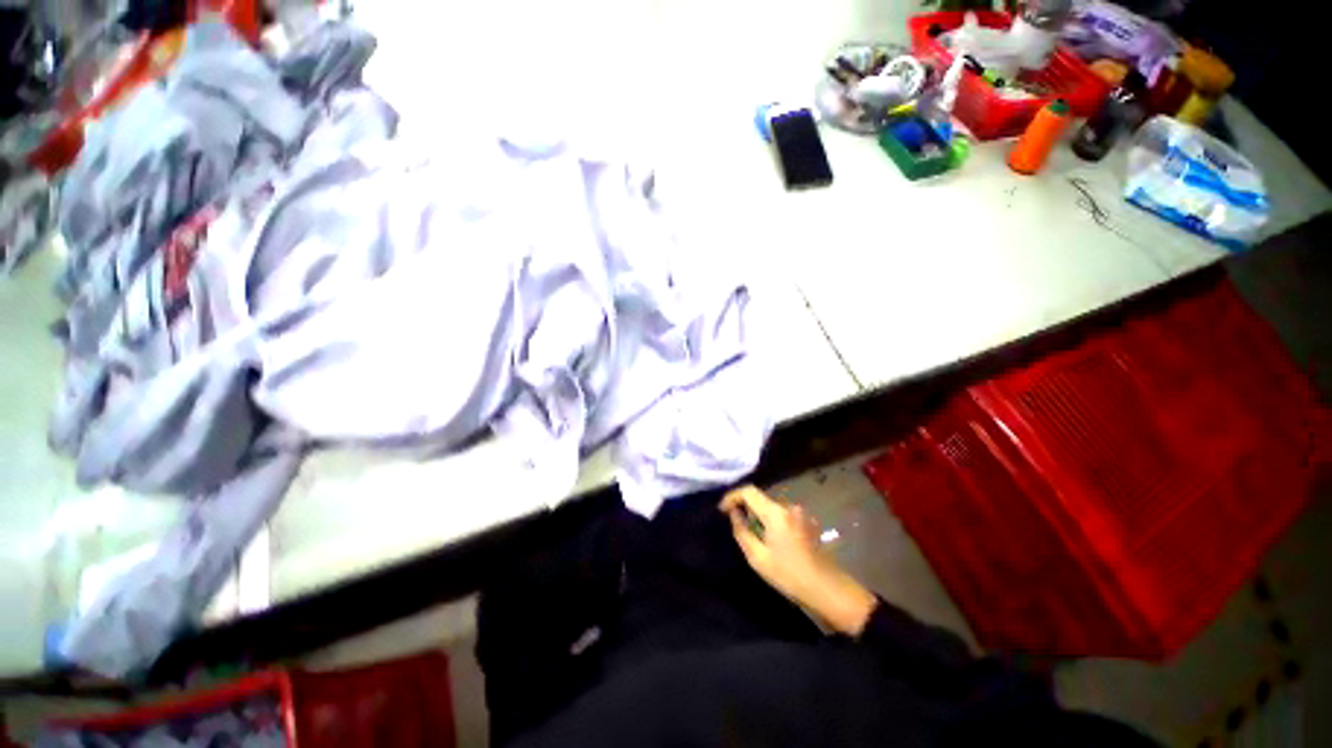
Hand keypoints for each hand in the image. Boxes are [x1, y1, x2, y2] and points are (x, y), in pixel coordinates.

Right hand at [721, 485, 877, 636]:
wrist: (828, 590)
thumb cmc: (789, 575)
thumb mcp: (757, 557)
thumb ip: (742, 531)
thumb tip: (734, 513)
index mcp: (775, 513)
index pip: (748, 491)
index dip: (732, 496)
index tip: (721, 510)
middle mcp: (788, 507)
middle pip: (759, 497)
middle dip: (744, 506)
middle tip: (734, 523)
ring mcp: (799, 513)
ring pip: (769, 506)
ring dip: (757, 514)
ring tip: (750, 533)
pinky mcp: (805, 521)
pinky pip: (780, 514)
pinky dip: (769, 519)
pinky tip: (769, 539)